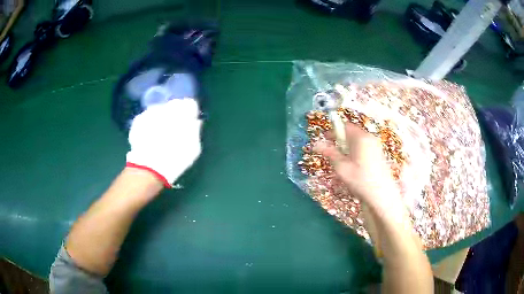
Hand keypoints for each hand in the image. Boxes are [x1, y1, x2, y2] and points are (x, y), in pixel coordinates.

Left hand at [126, 98, 201, 186]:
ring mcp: (150, 112)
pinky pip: (147, 117)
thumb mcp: (194, 148)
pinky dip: (150, 123)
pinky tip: (150, 136)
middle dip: (175, 114)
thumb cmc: (175, 159)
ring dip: (162, 117)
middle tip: (175, 129)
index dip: (190, 112)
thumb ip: (195, 130)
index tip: (190, 121)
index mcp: (182, 112)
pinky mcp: (138, 120)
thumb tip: (196, 121)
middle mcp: (166, 107)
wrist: (149, 168)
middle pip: (174, 105)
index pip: (190, 104)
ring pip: (160, 110)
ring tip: (161, 134)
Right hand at [313, 123, 401, 212]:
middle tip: (332, 153)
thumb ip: (330, 153)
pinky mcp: (379, 154)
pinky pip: (365, 147)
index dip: (333, 131)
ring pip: (358, 141)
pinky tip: (354, 166)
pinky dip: (356, 152)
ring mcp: (376, 146)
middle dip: (340, 140)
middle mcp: (370, 138)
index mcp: (361, 138)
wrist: (382, 195)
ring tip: (342, 162)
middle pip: (352, 133)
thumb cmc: (361, 180)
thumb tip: (315, 144)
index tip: (324, 139)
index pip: (345, 126)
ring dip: (348, 147)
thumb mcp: (342, 167)